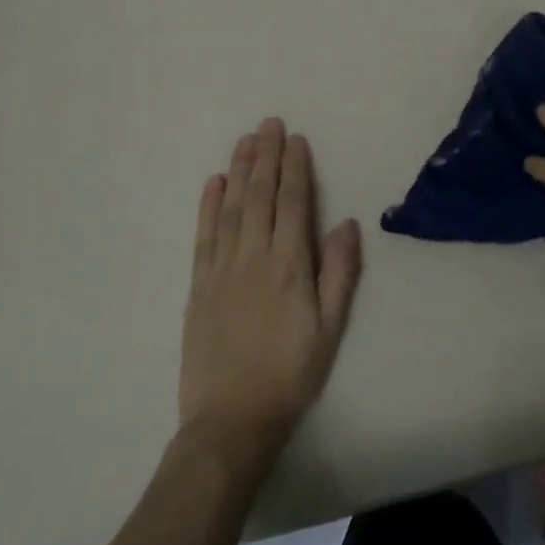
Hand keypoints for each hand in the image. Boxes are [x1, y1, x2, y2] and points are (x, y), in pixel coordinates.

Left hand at [178, 118, 362, 462]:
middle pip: (259, 196)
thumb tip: (346, 223)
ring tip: (245, 140)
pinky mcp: (198, 288)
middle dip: (265, 156)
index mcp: (289, 266)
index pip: (292, 204)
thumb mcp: (330, 327)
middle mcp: (253, 258)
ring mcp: (221, 271)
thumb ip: (339, 272)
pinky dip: (207, 207)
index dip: (294, 168)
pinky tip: (212, 184)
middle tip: (269, 123)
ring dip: (238, 171)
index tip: (296, 139)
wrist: (231, 422)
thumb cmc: (291, 373)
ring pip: (230, 209)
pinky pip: (203, 237)